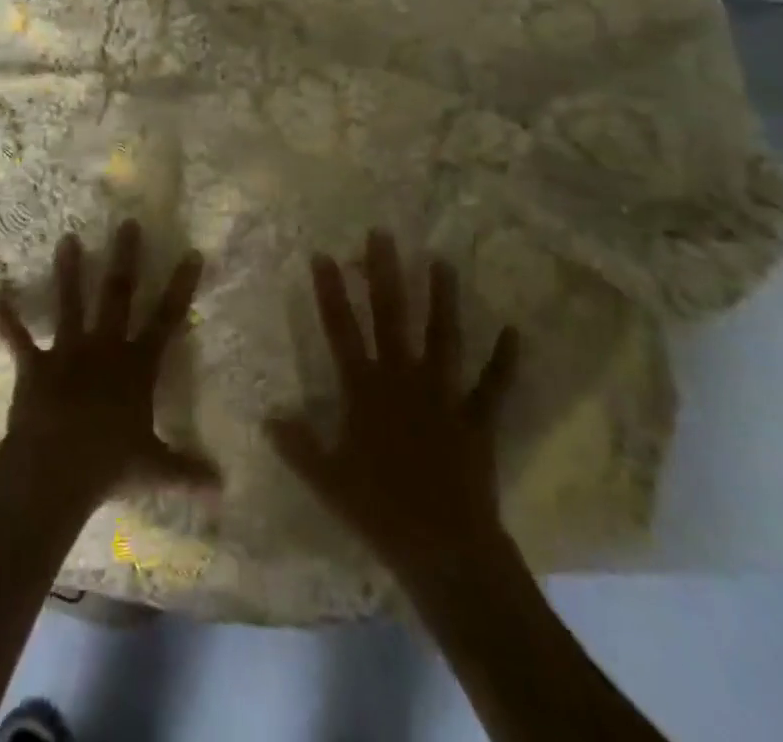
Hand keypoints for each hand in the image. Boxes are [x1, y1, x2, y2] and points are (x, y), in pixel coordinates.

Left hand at [0, 220, 219, 508]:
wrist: (56, 469)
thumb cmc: (110, 465)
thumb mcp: (155, 469)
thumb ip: (188, 471)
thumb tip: (225, 488)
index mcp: (138, 365)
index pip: (167, 318)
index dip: (181, 286)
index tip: (192, 252)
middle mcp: (105, 347)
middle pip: (118, 294)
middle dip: (124, 257)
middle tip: (127, 223)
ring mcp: (68, 351)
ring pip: (71, 302)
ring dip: (68, 271)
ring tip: (67, 239)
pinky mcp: (36, 365)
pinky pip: (19, 339)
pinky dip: (7, 319)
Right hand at [266, 231, 519, 584]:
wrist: (445, 549)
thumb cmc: (380, 512)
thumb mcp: (327, 480)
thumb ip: (298, 445)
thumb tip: (268, 416)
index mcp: (365, 389)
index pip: (341, 329)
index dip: (331, 291)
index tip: (324, 254)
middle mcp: (403, 379)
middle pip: (391, 316)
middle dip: (384, 273)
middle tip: (383, 234)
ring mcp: (443, 394)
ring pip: (442, 337)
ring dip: (442, 299)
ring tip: (442, 261)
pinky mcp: (476, 418)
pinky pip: (493, 384)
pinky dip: (505, 359)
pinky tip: (514, 330)